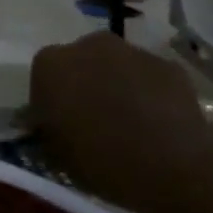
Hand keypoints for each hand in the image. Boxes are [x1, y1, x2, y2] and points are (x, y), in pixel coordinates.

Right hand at [28, 32, 212, 212]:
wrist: (170, 165)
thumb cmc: (100, 160)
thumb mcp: (55, 154)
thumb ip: (46, 130)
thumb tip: (47, 124)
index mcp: (50, 64)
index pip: (42, 78)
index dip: (50, 102)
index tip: (59, 126)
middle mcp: (88, 46)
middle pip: (80, 63)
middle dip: (84, 85)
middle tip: (93, 122)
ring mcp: (132, 51)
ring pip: (117, 68)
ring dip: (118, 87)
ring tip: (129, 126)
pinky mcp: (169, 66)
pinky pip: (150, 79)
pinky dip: (150, 95)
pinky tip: (157, 126)